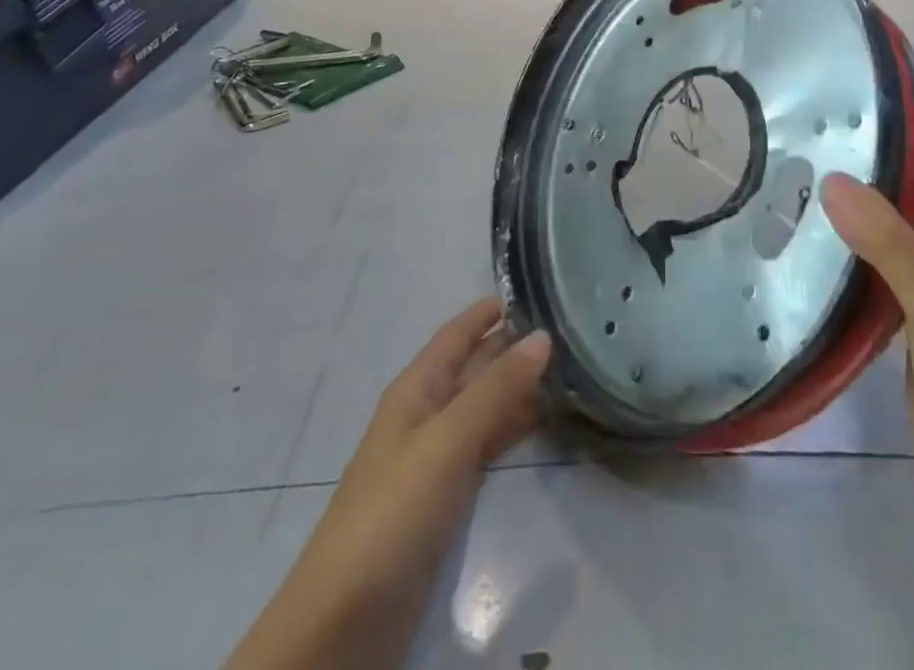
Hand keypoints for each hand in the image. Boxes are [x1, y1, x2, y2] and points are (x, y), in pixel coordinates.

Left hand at [227, 300, 551, 669]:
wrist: (343, 625)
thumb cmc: (391, 514)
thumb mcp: (447, 442)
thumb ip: (495, 389)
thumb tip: (543, 336)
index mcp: (416, 389)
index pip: (457, 333)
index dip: (490, 310)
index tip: (537, 288)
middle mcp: (426, 413)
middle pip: (474, 367)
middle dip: (514, 346)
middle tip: (571, 327)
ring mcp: (436, 457)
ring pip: (484, 405)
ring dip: (519, 388)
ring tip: (571, 368)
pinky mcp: (446, 498)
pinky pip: (487, 445)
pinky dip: (514, 428)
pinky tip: (545, 423)